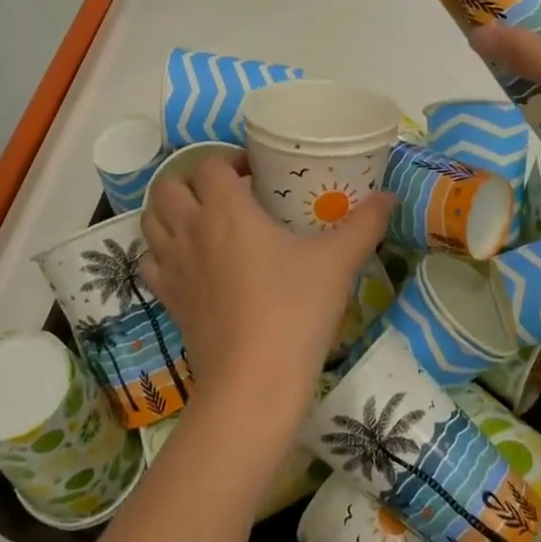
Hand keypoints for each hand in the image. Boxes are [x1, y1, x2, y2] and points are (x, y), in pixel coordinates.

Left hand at [141, 155, 393, 452]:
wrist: (253, 381)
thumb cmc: (295, 310)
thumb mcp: (338, 262)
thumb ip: (365, 223)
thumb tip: (390, 196)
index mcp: (225, 210)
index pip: (210, 165)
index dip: (230, 160)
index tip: (256, 172)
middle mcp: (190, 230)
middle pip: (169, 186)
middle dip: (192, 180)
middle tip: (226, 193)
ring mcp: (172, 266)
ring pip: (151, 219)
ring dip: (171, 210)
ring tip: (202, 219)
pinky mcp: (167, 299)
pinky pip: (150, 260)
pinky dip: (162, 250)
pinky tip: (189, 260)